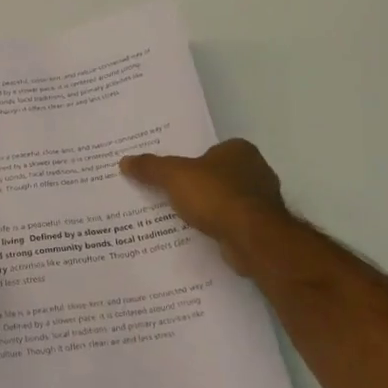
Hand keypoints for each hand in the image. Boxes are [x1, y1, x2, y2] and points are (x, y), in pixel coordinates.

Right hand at [120, 139, 289, 275]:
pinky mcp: (262, 227)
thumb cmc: (216, 195)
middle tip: (168, 195)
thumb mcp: (174, 176)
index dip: (189, 162)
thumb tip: (124, 161)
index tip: (169, 174)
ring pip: (225, 200)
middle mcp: (256, 170)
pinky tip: (199, 235)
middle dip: (197, 186)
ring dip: (208, 209)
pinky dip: (217, 227)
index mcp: (239, 150)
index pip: (209, 151)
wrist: (252, 238)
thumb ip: (151, 168)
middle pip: (217, 175)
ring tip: (179, 218)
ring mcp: (262, 200)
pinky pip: (231, 222)